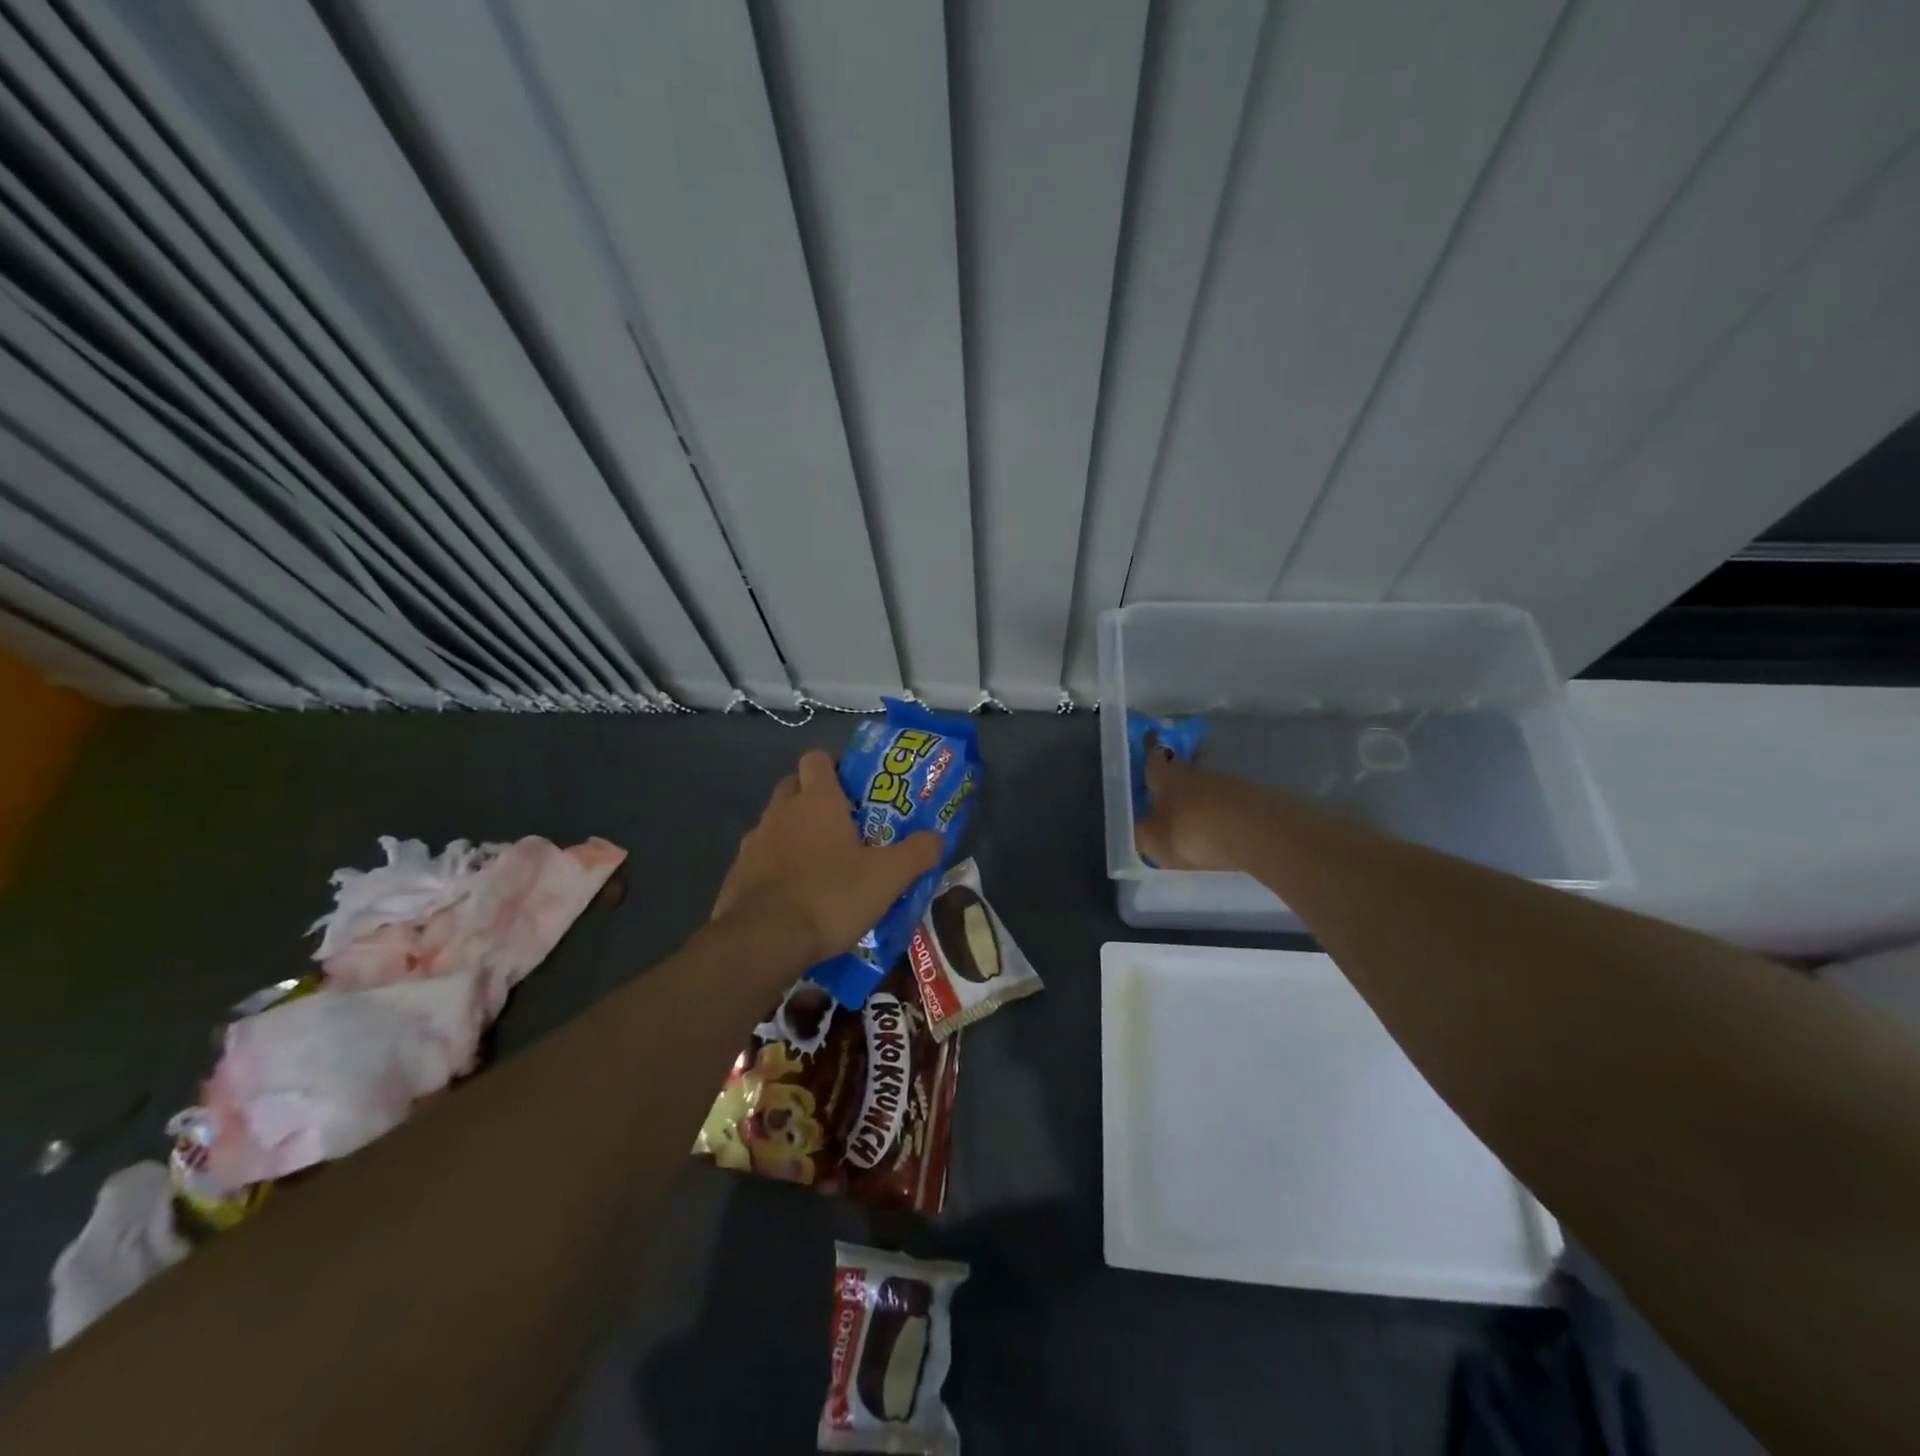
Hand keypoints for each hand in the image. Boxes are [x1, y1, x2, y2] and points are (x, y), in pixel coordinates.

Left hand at [713, 750, 942, 966]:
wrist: (763, 940)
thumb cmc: (830, 895)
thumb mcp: (888, 877)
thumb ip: (917, 853)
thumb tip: (937, 837)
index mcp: (816, 800)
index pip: (817, 758)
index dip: (834, 766)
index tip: (854, 786)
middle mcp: (780, 811)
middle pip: (793, 786)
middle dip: (814, 798)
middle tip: (843, 824)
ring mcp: (753, 842)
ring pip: (776, 823)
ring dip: (794, 833)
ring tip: (820, 863)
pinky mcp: (736, 874)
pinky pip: (760, 858)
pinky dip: (776, 866)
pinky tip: (794, 893)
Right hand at [1134, 749, 1254, 871]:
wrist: (1260, 834)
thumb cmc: (1194, 833)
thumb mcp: (1156, 842)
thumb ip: (1142, 834)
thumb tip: (1139, 827)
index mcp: (1166, 777)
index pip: (1153, 756)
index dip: (1149, 749)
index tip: (1148, 738)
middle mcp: (1195, 772)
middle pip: (1180, 769)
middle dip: (1172, 777)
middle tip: (1163, 790)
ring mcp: (1228, 782)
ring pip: (1205, 785)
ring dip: (1198, 795)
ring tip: (1191, 815)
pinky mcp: (1253, 798)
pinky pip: (1227, 801)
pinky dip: (1220, 810)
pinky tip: (1219, 826)